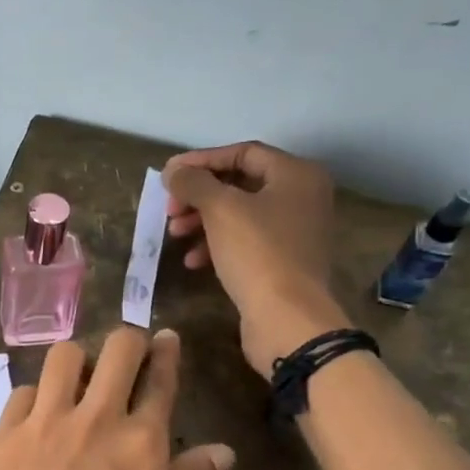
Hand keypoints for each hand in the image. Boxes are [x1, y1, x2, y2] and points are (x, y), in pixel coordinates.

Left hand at [0, 328, 234, 469]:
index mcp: (141, 441)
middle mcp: (96, 417)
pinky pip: (23, 390)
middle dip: (128, 341)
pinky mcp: (5, 430)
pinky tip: (36, 416)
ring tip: (76, 382)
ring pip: (64, 355)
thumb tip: (225, 451)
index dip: (167, 352)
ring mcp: (46, 419)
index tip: (166, 337)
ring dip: (76, 361)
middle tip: (126, 355)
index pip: (160, 380)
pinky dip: (35, 396)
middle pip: (118, 349)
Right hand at [163, 141, 348, 376]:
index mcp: (295, 175)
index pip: (242, 152)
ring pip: (239, 214)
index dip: (201, 160)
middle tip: (169, 209)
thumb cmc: (257, 252)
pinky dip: (216, 245)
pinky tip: (193, 261)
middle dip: (199, 195)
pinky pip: (245, 242)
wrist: (287, 317)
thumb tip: (172, 171)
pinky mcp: (283, 261)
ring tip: (174, 234)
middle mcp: (301, 197)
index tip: (168, 175)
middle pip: (239, 184)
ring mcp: (294, 231)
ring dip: (202, 220)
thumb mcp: (220, 209)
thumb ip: (193, 182)